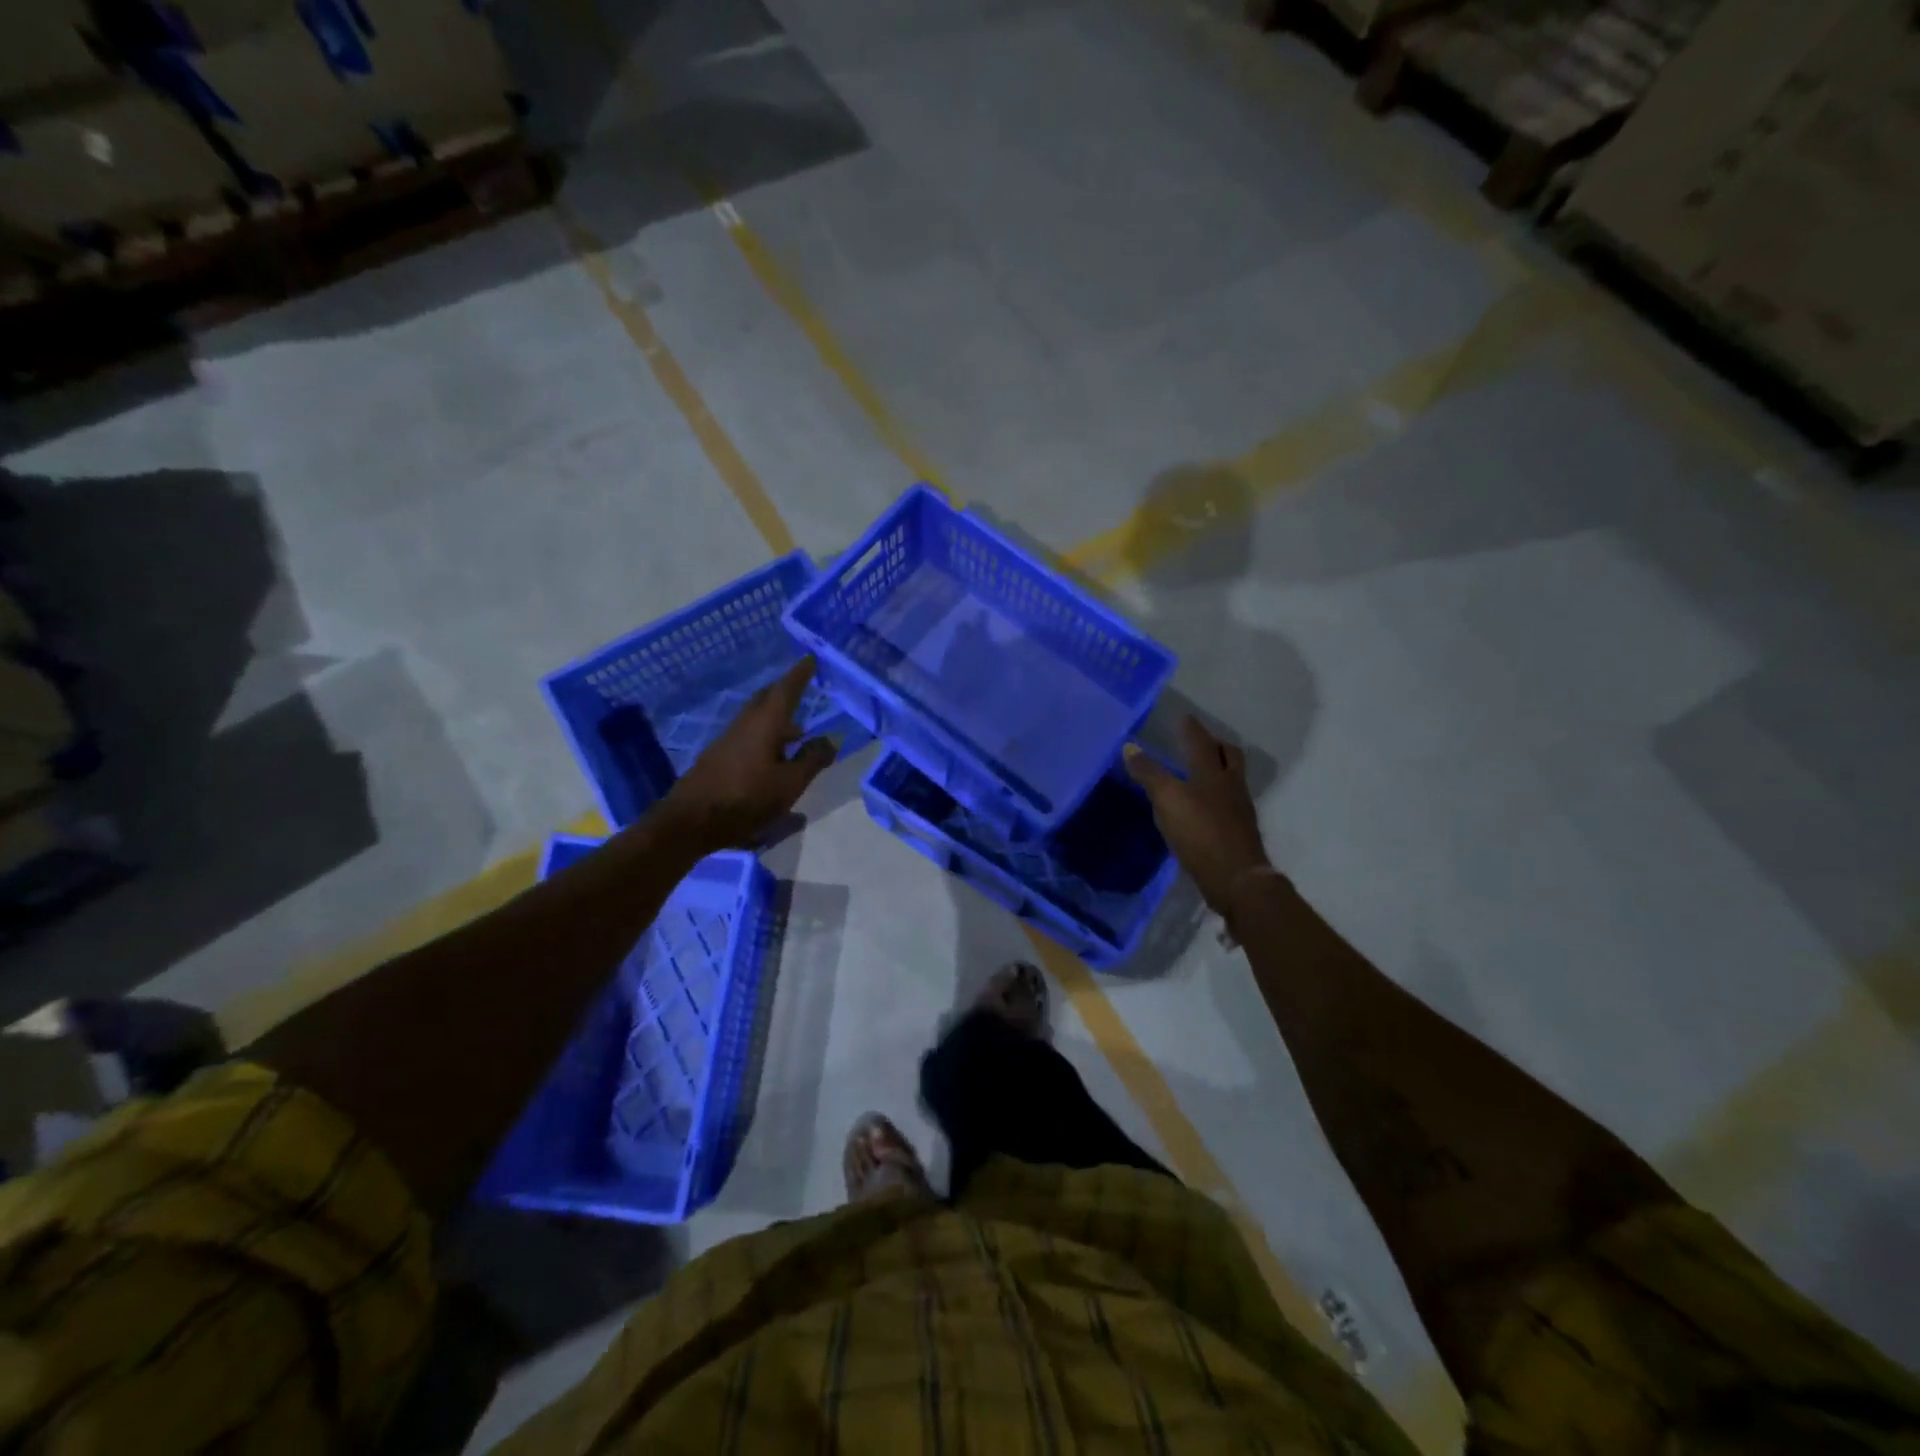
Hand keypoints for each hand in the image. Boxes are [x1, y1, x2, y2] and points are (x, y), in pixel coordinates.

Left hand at [657, 657, 836, 853]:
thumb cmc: (746, 799)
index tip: (811, 659)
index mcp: (765, 723)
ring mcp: (728, 740)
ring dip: (777, 719)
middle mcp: (745, 724)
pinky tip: (775, 757)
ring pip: (756, 718)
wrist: (691, 821)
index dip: (800, 674)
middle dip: (786, 691)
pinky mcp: (719, 757)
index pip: (786, 690)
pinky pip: (748, 735)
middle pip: (767, 699)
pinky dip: (766, 736)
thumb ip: (812, 759)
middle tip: (803, 688)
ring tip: (798, 732)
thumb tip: (832, 738)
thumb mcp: (789, 784)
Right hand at [1124, 716, 1273, 914]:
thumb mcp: (1167, 800)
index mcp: (1213, 773)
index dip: (1191, 729)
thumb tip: (1129, 747)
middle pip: (1230, 756)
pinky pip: (1230, 802)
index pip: (1201, 742)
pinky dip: (1219, 796)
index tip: (1184, 717)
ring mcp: (1240, 809)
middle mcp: (1231, 786)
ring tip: (1203, 771)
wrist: (1236, 877)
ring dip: (1220, 769)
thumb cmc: (1200, 832)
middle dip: (1216, 745)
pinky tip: (1206, 806)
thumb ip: (1149, 774)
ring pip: (1232, 779)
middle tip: (1202, 740)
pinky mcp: (1240, 831)